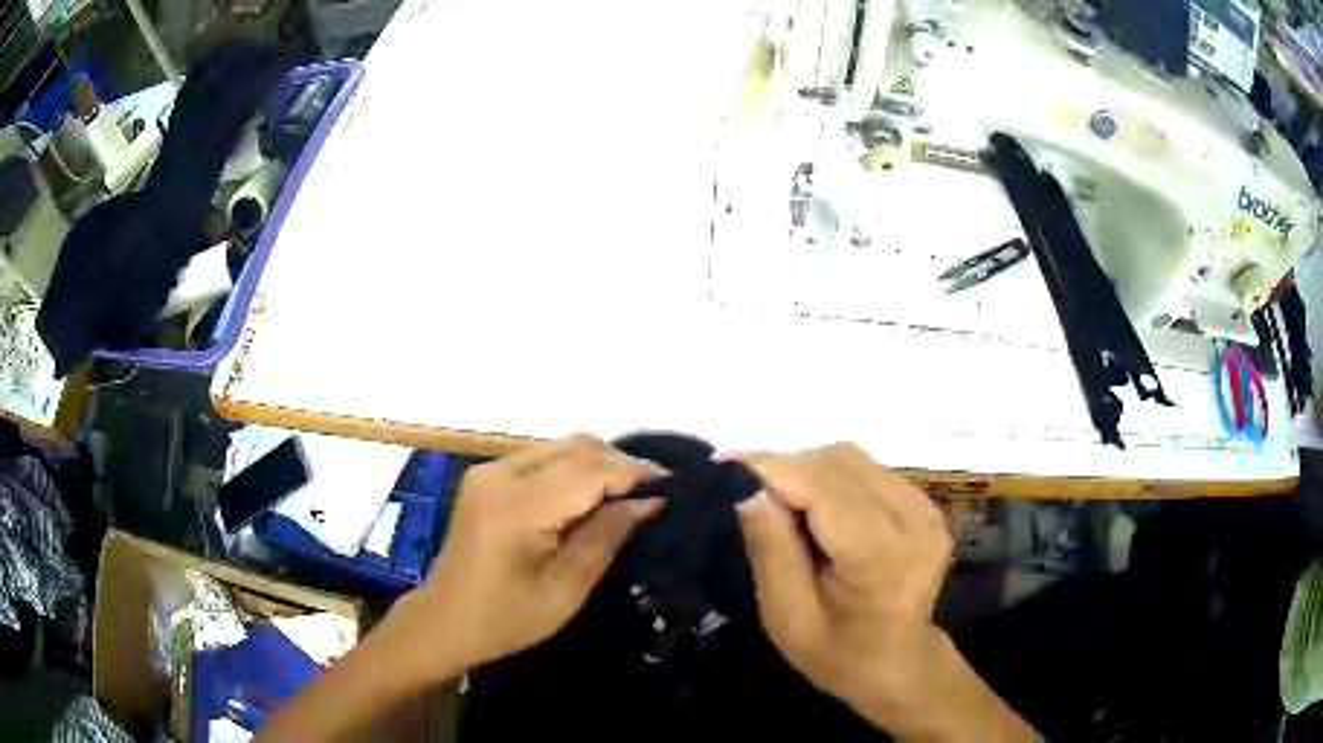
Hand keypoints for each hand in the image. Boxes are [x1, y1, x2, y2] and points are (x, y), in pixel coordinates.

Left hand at [389, 435, 661, 679]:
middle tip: (655, 490)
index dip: (634, 471)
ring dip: (599, 463)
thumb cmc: (505, 619)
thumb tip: (648, 501)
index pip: (588, 470)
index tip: (672, 483)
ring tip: (630, 493)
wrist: (444, 621)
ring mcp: (489, 470)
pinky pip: (542, 456)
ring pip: (560, 446)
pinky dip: (574, 468)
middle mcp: (500, 474)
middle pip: (575, 447)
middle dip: (620, 463)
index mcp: (517, 507)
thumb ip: (606, 537)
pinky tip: (592, 494)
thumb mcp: (565, 590)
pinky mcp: (486, 476)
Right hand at [735, 444, 955, 726]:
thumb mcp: (788, 618)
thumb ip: (771, 552)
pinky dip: (832, 477)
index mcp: (883, 559)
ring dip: (809, 470)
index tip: (725, 464)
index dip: (774, 469)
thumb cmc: (837, 653)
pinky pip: (868, 470)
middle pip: (839, 464)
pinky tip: (817, 508)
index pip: (825, 491)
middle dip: (788, 469)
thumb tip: (750, 490)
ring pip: (853, 459)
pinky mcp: (925, 504)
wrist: (898, 662)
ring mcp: (925, 509)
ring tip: (781, 502)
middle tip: (750, 493)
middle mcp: (914, 522)